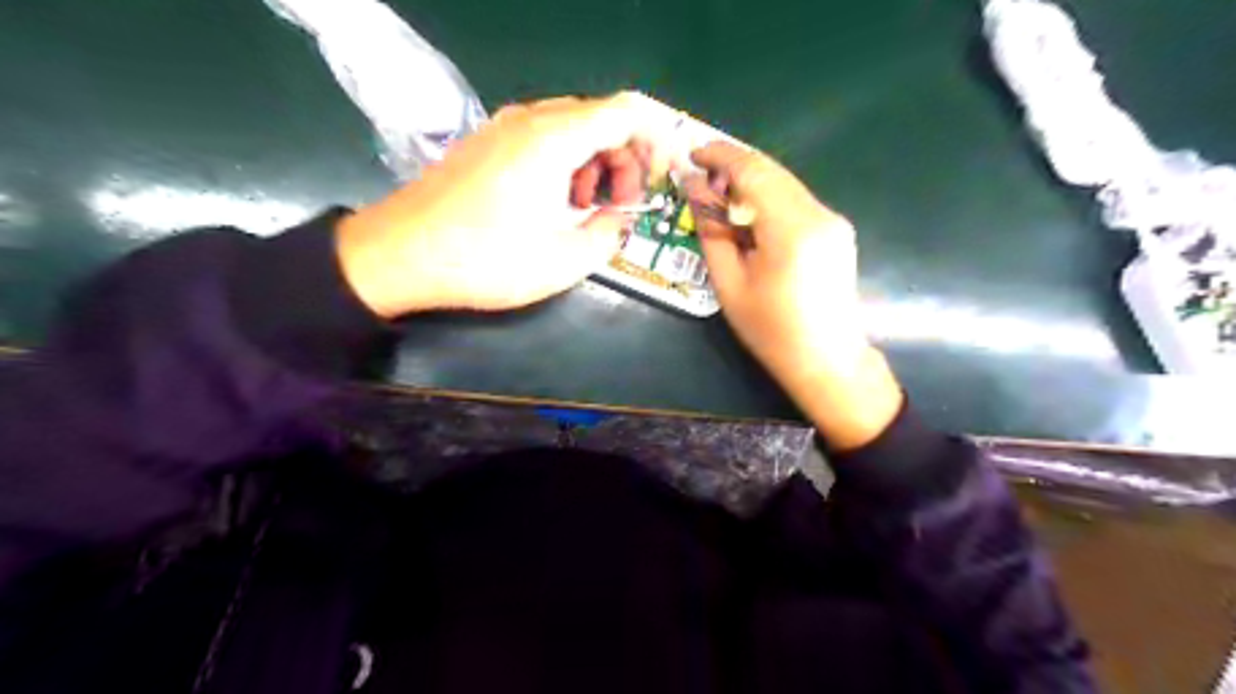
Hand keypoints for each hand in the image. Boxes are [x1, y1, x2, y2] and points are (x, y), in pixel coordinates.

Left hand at [336, 93, 666, 317]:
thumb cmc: (485, 259)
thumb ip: (608, 235)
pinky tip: (556, 202)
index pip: (626, 112)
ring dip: (596, 163)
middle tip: (623, 205)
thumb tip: (618, 219)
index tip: (662, 178)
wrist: (400, 254)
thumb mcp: (563, 261)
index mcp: (555, 139)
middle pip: (601, 118)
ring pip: (572, 128)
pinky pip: (543, 139)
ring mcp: (504, 128)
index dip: (656, 141)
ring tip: (590, 208)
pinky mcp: (488, 143)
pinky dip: (566, 164)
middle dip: (626, 159)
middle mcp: (531, 120)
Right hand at [687, 143, 899, 451]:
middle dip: (733, 165)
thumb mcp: (730, 284)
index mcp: (791, 229)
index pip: (753, 170)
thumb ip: (711, 231)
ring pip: (784, 182)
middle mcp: (818, 214)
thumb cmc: (771, 331)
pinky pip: (796, 199)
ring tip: (718, 196)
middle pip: (771, 170)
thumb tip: (694, 189)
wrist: (828, 360)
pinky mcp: (836, 229)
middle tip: (700, 174)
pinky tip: (748, 216)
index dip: (719, 155)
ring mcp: (833, 220)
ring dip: (750, 181)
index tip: (692, 153)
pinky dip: (768, 197)